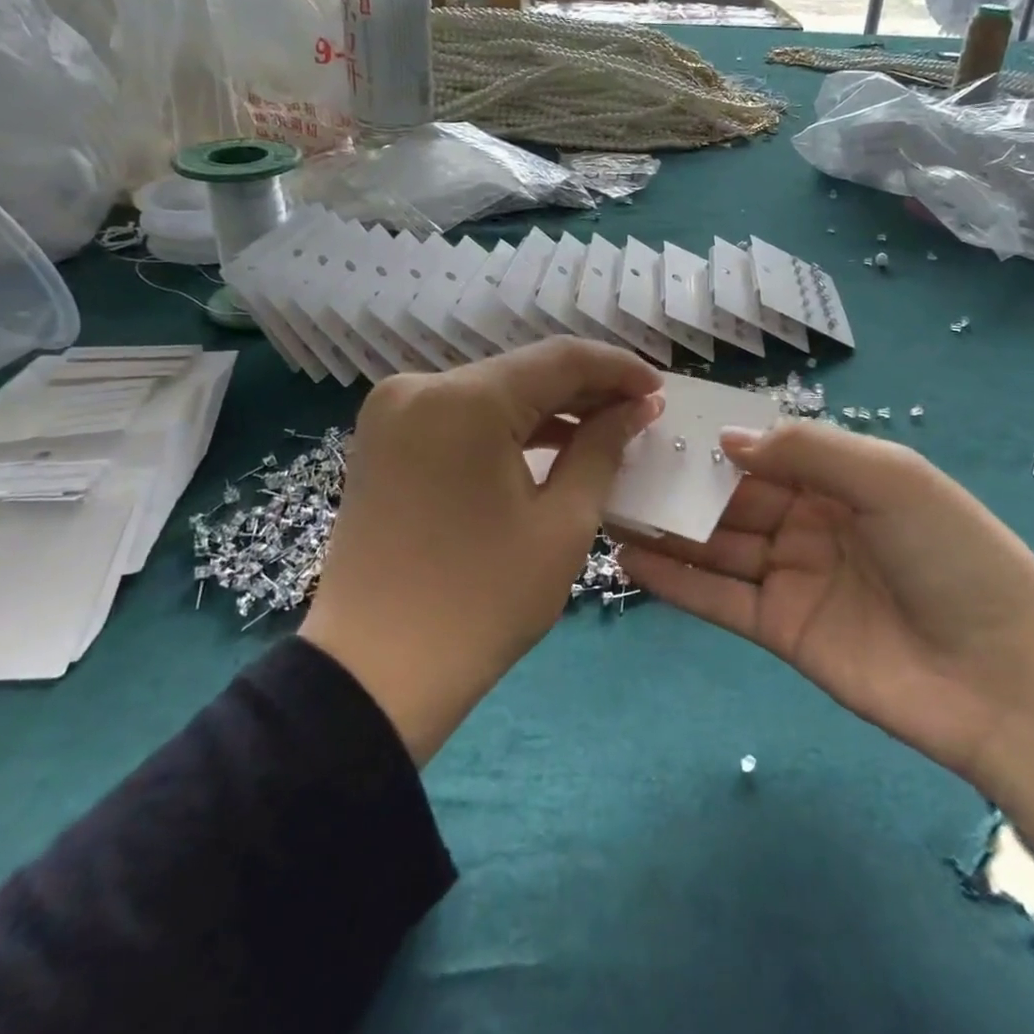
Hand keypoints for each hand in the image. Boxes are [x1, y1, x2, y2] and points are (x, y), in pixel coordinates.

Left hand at [302, 338, 662, 765]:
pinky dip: (506, 425)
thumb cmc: (481, 602)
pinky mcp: (384, 438)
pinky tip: (549, 443)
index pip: (560, 359)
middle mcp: (421, 386)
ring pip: (492, 391)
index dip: (618, 368)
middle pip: (523, 371)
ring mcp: (394, 410)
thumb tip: (636, 407)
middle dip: (586, 389)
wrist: (374, 675)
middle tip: (639, 411)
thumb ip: (602, 448)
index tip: (659, 388)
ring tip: (604, 429)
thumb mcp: (562, 524)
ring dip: (548, 407)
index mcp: (466, 400)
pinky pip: (461, 414)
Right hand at [619, 423, 1033, 879]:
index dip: (713, 434)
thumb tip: (725, 438)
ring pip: (716, 544)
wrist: (1008, 682)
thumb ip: (807, 453)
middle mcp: (809, 520)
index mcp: (839, 477)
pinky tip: (629, 561)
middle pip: (731, 494)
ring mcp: (791, 576)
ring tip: (606, 506)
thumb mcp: (890, 480)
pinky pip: (718, 598)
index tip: (656, 419)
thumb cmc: (954, 558)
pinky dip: (675, 580)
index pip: (763, 447)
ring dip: (665, 527)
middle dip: (678, 480)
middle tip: (613, 464)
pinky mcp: (779, 630)